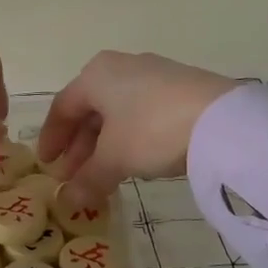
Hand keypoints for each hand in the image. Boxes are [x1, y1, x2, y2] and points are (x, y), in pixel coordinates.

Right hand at [37, 51, 242, 205]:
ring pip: (117, 112)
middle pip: (90, 109)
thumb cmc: (151, 129)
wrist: (221, 118)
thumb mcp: (115, 158)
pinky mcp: (180, 88)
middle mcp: (120, 67)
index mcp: (96, 74)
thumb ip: (88, 179)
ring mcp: (152, 74)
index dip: (52, 138)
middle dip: (80, 146)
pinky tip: (135, 159)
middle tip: (73, 177)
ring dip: (104, 145)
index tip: (47, 165)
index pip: (63, 107)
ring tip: (103, 175)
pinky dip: (130, 137)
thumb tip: (68, 200)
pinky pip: (141, 112)